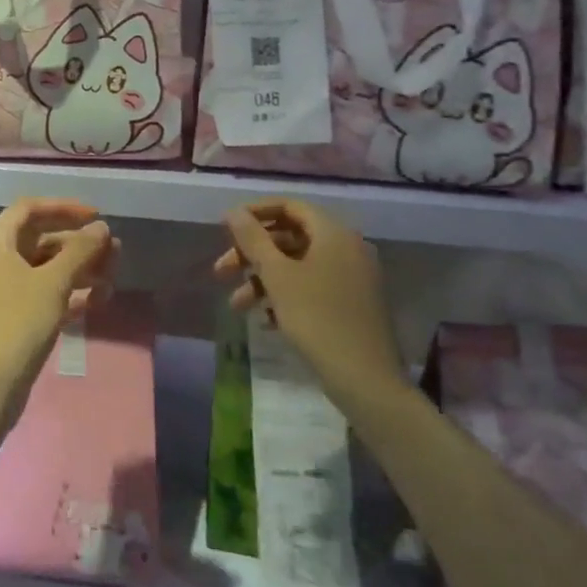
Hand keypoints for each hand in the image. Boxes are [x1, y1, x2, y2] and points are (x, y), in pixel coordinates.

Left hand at [0, 199, 115, 426]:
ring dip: (79, 268)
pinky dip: (69, 292)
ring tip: (113, 277)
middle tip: (114, 250)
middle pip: (41, 238)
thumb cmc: (19, 322)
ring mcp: (4, 289)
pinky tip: (99, 300)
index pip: (30, 209)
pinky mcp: (14, 315)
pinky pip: (44, 292)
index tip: (96, 216)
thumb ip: (80, 251)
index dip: (64, 208)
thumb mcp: (54, 282)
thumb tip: (101, 227)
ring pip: (46, 267)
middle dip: (78, 243)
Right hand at [214, 198, 404, 413]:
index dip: (254, 213)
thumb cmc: (317, 318)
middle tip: (221, 271)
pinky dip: (285, 296)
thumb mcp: (277, 276)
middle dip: (252, 254)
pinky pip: (312, 287)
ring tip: (237, 306)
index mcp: (333, 233)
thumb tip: (233, 211)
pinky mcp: (351, 304)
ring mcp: (352, 277)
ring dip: (263, 280)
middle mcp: (347, 248)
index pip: (289, 206)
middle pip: (290, 237)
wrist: (366, 380)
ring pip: (297, 265)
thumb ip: (253, 240)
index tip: (224, 228)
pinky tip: (266, 320)